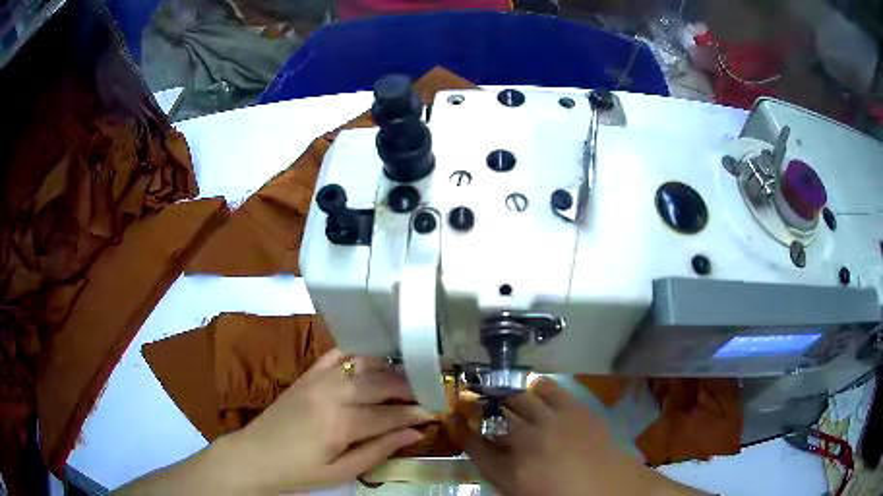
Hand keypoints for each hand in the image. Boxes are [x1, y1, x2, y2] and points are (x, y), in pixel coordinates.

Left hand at [223, 349, 432, 491]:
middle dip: (409, 385)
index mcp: (340, 424)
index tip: (436, 410)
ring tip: (407, 377)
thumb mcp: (342, 471)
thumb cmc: (300, 471)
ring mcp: (317, 380)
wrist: (255, 455)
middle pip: (380, 382)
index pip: (389, 414)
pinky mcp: (307, 375)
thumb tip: (415, 433)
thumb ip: (379, 450)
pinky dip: (358, 354)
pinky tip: (373, 360)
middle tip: (428, 391)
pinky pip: (337, 354)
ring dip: (389, 368)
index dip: (416, 412)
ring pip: (363, 364)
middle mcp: (331, 394)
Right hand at [456, 378, 701, 495]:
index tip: (452, 417)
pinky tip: (534, 386)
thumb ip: (503, 472)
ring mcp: (553, 422)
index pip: (474, 445)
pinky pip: (550, 388)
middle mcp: (527, 441)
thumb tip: (488, 451)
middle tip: (477, 399)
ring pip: (520, 395)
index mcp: (512, 471)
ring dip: (507, 392)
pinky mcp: (575, 409)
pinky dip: (537, 385)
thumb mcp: (523, 492)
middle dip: (482, 403)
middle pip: (496, 413)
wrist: (613, 491)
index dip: (460, 429)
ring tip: (502, 391)